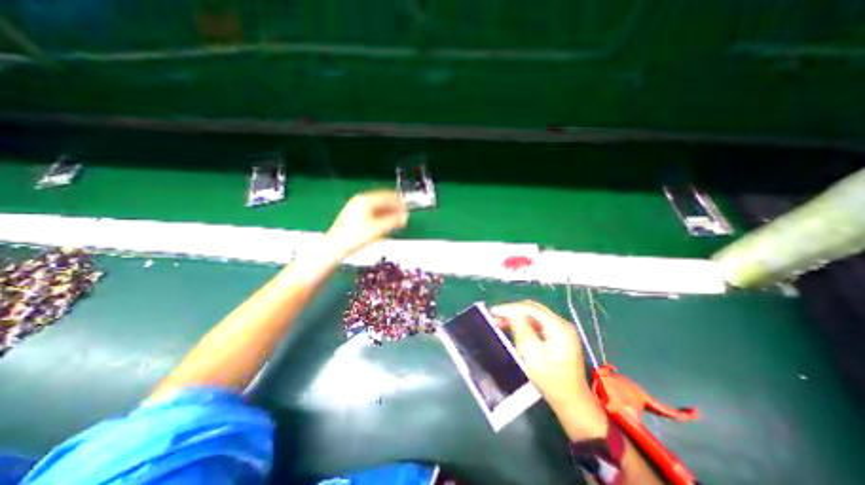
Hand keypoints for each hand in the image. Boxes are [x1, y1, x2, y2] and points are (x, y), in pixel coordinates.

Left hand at [327, 189, 409, 258]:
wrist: (335, 247)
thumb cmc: (355, 237)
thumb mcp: (378, 229)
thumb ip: (393, 221)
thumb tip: (405, 216)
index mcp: (365, 200)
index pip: (387, 196)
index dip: (399, 202)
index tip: (407, 207)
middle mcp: (360, 201)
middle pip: (382, 201)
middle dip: (394, 208)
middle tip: (404, 215)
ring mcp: (356, 208)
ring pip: (377, 207)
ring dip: (388, 213)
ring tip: (396, 221)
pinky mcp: (354, 215)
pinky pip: (372, 212)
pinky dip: (380, 216)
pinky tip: (385, 224)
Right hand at [493, 301, 606, 437]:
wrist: (572, 402)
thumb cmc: (552, 381)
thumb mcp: (533, 355)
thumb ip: (521, 330)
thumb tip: (510, 313)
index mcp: (559, 327)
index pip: (530, 309)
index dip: (510, 308)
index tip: (493, 311)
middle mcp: (561, 324)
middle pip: (532, 309)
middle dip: (512, 311)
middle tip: (495, 316)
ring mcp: (560, 330)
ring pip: (533, 316)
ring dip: (516, 318)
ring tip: (499, 322)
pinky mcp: (557, 336)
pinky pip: (537, 325)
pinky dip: (523, 325)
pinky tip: (511, 329)